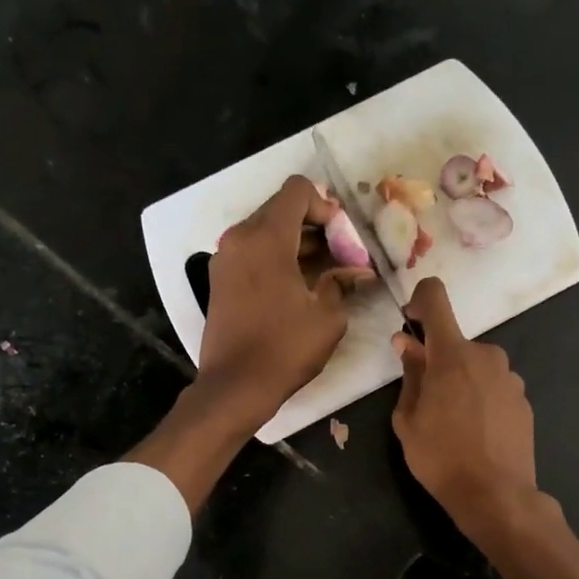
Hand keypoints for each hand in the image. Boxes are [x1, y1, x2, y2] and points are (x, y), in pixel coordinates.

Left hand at [129, 177, 369, 514]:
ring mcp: (225, 258)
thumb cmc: (284, 349)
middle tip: (342, 257)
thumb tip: (357, 272)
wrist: (235, 386)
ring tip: (327, 273)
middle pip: (281, 209)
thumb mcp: (327, 317)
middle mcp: (240, 238)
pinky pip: (254, 252)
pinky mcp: (221, 278)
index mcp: (266, 238)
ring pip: (267, 231)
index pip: (297, 191)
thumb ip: (342, 283)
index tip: (343, 240)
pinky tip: (301, 286)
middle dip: (316, 227)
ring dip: (298, 244)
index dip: (327, 208)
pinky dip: (278, 258)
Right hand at [390, 278, 538, 533]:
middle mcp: (486, 356)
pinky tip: (476, 433)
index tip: (410, 322)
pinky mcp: (524, 400)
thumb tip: (407, 344)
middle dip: (438, 362)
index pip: (436, 298)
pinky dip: (481, 399)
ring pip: (476, 367)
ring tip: (453, 424)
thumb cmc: (440, 458)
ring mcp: (510, 378)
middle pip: (456, 344)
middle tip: (426, 400)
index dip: (419, 301)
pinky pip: (494, 387)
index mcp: (452, 354)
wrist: (496, 495)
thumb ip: (410, 375)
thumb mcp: (408, 420)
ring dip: (461, 382)